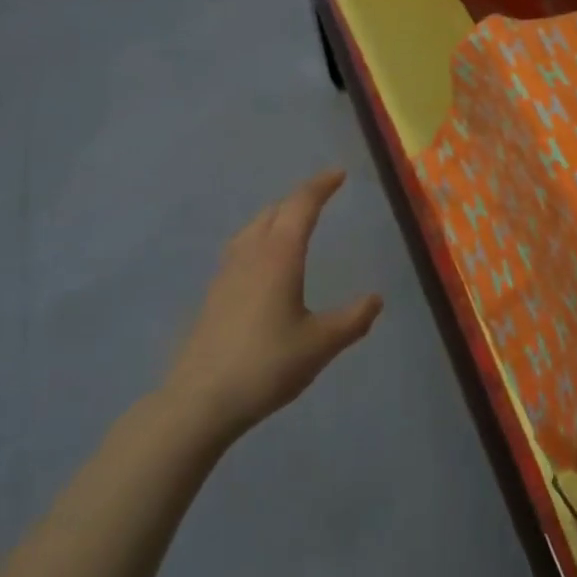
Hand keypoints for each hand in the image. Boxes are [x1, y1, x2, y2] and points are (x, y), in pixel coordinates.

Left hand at [162, 169, 382, 446]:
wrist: (199, 401)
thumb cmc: (266, 366)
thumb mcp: (320, 345)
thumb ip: (352, 320)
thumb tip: (376, 299)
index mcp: (279, 256)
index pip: (301, 207)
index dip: (321, 186)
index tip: (339, 174)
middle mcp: (251, 255)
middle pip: (275, 211)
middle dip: (300, 197)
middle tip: (322, 194)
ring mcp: (227, 273)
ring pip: (253, 227)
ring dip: (277, 214)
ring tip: (293, 219)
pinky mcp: (214, 294)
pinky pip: (241, 247)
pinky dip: (260, 236)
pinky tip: (262, 259)